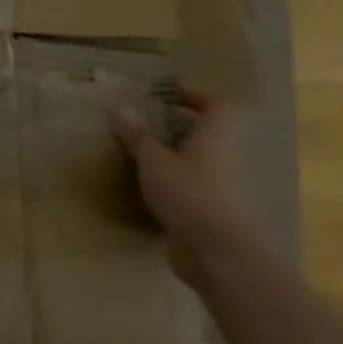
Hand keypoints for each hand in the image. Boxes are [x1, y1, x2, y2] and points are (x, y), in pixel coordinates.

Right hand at [111, 87, 253, 288]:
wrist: (214, 250)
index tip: (169, 93)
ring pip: (197, 160)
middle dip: (181, 125)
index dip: (196, 96)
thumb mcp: (155, 160)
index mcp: (214, 137)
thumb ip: (139, 136)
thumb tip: (121, 108)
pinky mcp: (206, 210)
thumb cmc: (188, 193)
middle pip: (207, 133)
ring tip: (140, 151)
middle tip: (147, 121)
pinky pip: (188, 186)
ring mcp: (216, 186)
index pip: (216, 106)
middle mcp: (221, 158)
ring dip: (174, 154)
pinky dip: (170, 181)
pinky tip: (145, 185)